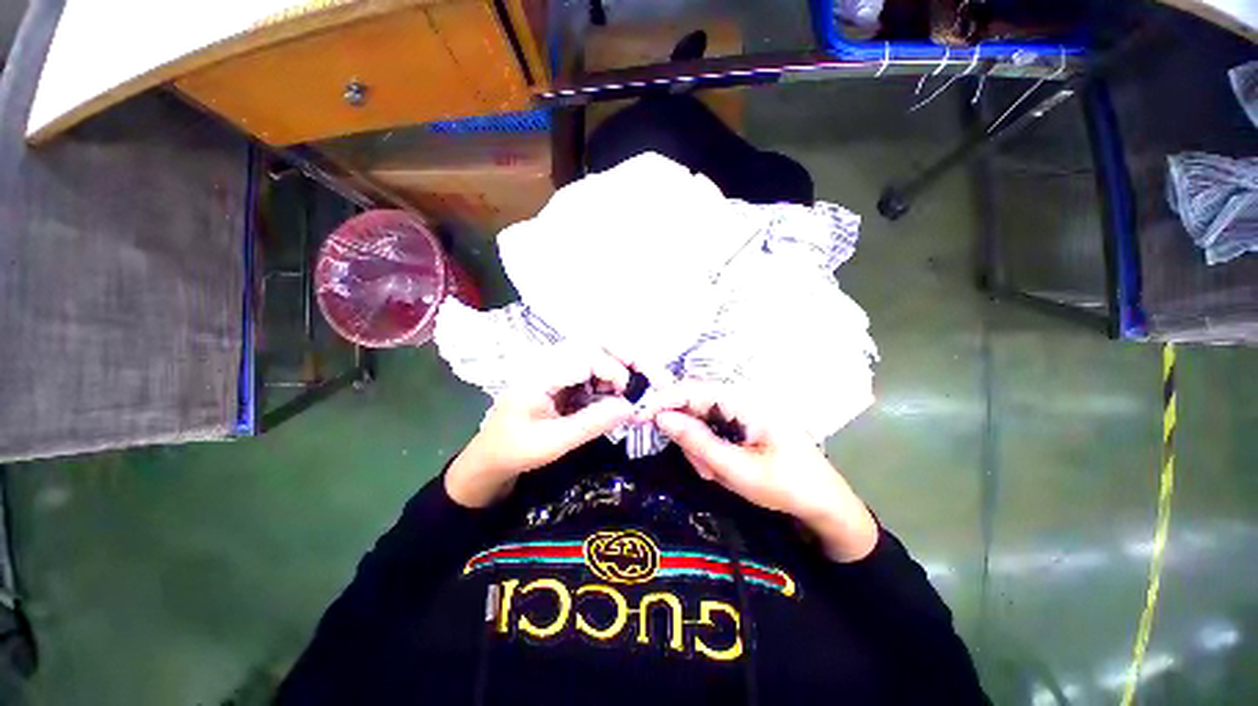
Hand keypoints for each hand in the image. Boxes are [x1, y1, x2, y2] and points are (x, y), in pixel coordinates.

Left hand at [446, 348, 635, 508]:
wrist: (490, 458)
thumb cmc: (514, 451)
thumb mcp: (553, 443)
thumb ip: (591, 424)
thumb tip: (630, 408)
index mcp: (540, 373)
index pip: (585, 356)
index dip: (612, 370)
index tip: (629, 394)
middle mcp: (549, 361)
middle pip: (593, 344)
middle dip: (623, 357)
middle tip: (646, 377)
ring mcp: (556, 368)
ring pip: (596, 354)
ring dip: (618, 368)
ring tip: (632, 391)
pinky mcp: (563, 378)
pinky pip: (592, 371)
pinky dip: (609, 380)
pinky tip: (616, 396)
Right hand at [645, 382, 878, 561]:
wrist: (825, 505)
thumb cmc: (788, 486)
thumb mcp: (738, 470)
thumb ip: (697, 442)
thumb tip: (661, 417)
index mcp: (746, 400)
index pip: (693, 389)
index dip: (664, 399)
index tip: (639, 416)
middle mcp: (741, 398)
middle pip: (695, 405)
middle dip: (690, 438)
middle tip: (704, 469)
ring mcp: (741, 410)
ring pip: (700, 420)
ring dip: (700, 449)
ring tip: (718, 475)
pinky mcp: (740, 423)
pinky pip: (711, 430)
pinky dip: (709, 451)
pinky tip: (722, 470)